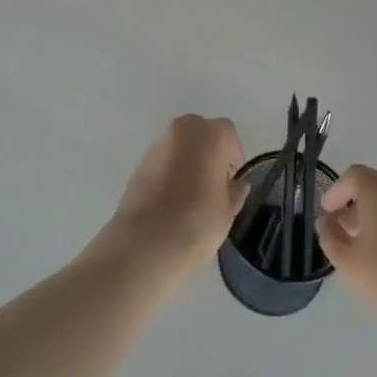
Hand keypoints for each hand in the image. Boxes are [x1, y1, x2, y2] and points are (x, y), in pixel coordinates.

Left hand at [101, 116, 248, 277]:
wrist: (145, 244)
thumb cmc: (197, 224)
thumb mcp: (227, 212)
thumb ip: (235, 192)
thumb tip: (237, 185)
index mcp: (209, 136)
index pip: (227, 132)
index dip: (233, 154)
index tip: (232, 179)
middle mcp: (181, 131)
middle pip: (200, 132)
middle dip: (209, 151)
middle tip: (214, 182)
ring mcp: (156, 146)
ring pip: (179, 145)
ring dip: (187, 160)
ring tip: (191, 194)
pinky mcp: (138, 164)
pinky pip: (162, 160)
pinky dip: (169, 171)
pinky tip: (172, 200)